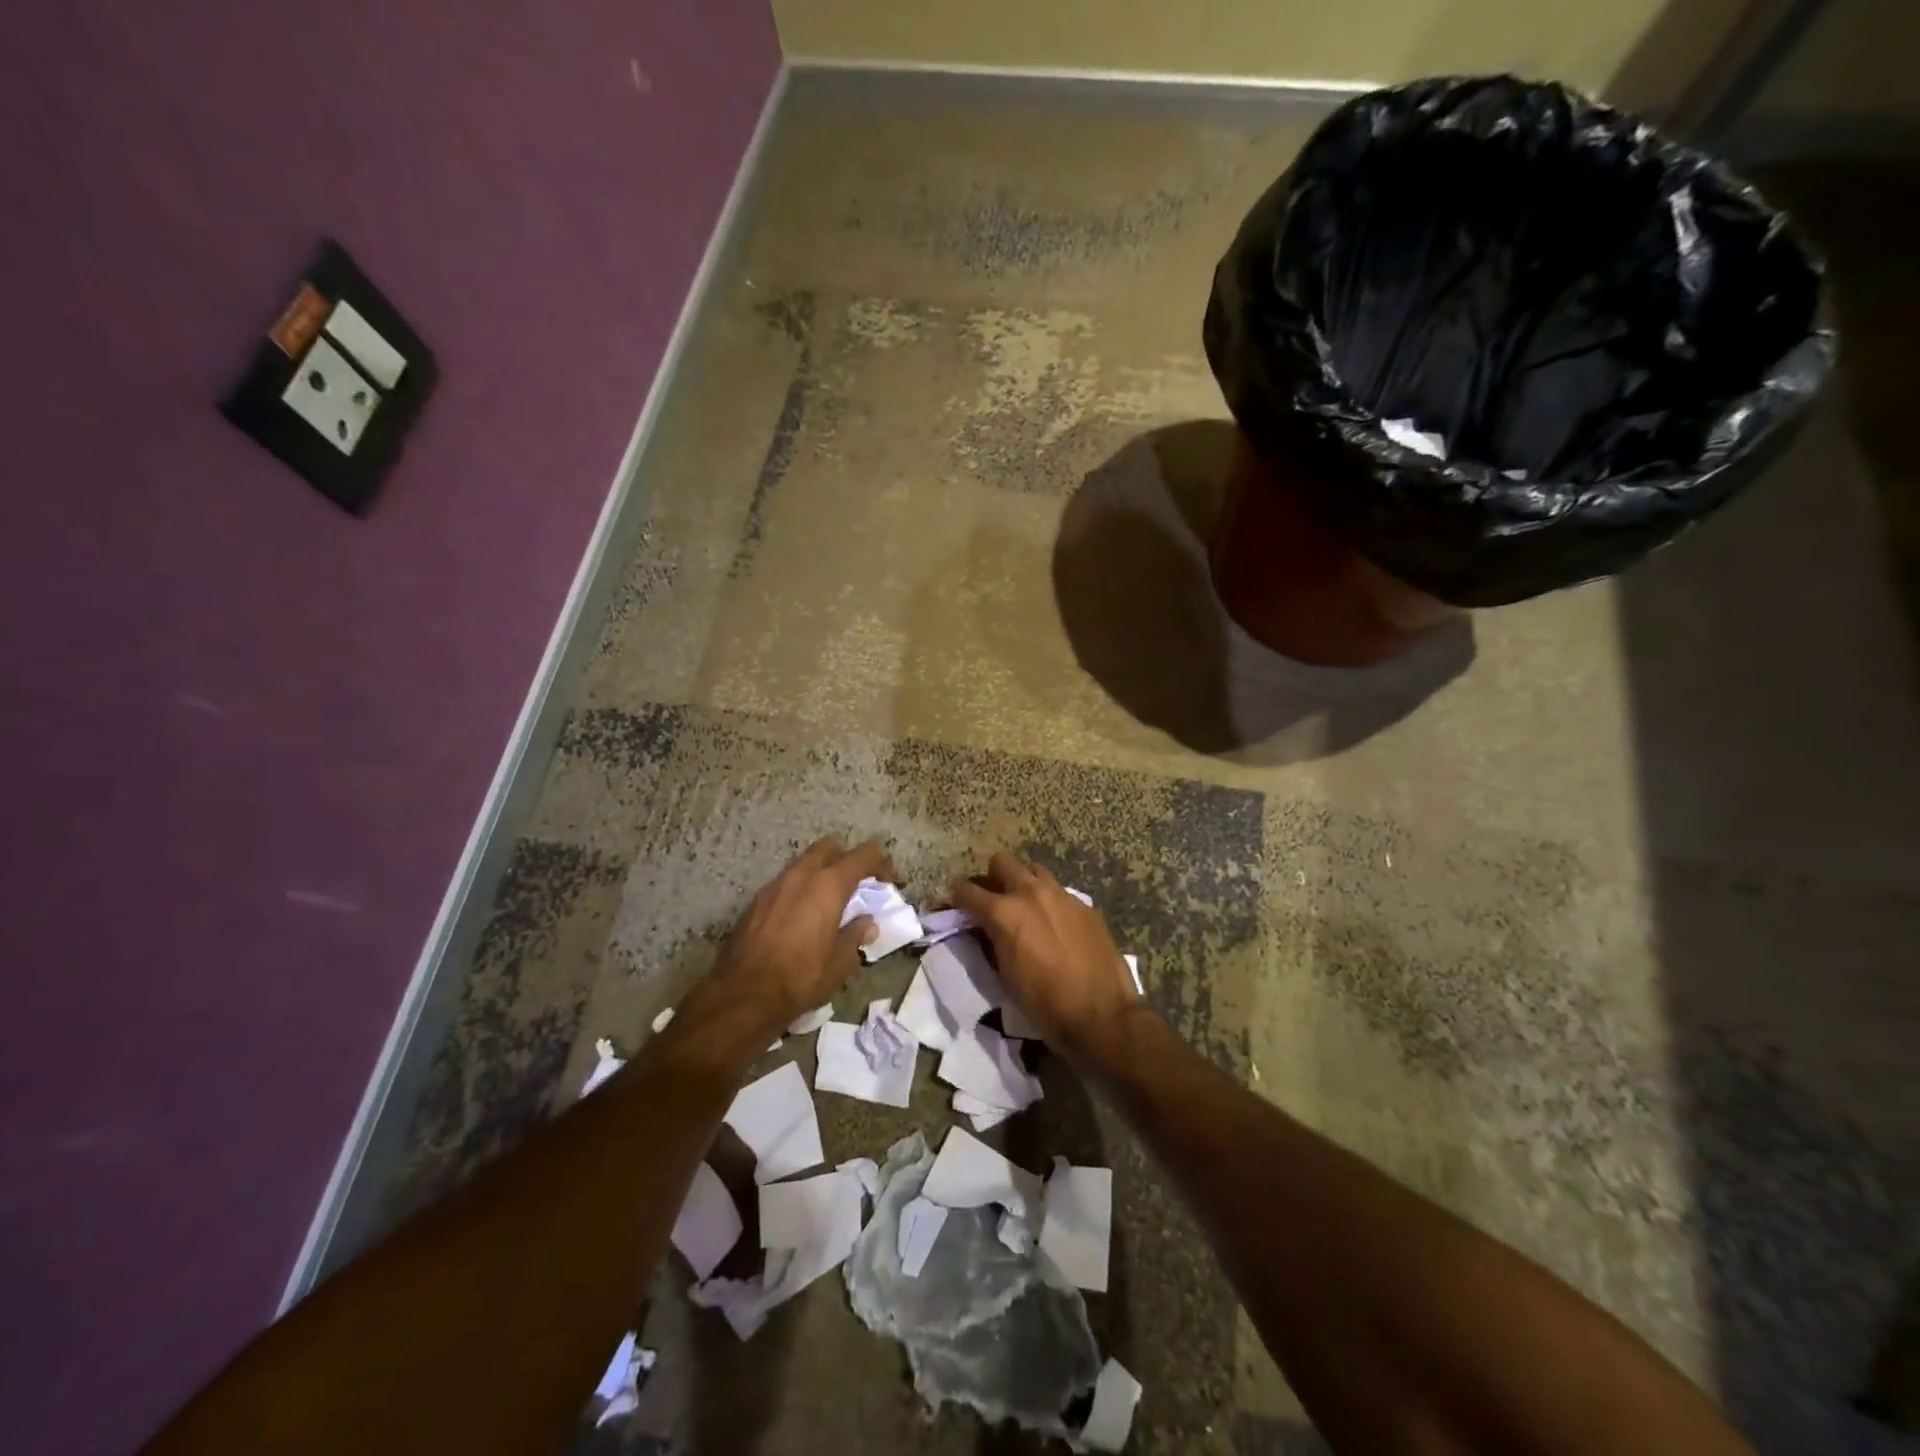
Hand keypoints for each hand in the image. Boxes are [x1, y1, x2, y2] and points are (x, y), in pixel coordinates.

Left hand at [705, 837, 893, 1035]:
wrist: (743, 994)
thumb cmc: (801, 976)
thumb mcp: (840, 962)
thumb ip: (856, 935)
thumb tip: (867, 923)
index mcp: (829, 884)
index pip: (863, 856)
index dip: (882, 864)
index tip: (892, 881)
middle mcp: (801, 875)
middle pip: (829, 847)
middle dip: (847, 858)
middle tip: (858, 883)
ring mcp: (775, 885)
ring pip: (804, 864)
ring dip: (821, 874)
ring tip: (829, 902)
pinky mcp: (756, 902)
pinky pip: (785, 883)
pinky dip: (800, 890)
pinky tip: (801, 917)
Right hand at [950, 852, 1143, 1064]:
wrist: (1101, 1015)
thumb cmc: (1044, 1004)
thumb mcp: (1004, 976)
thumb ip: (991, 942)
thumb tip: (985, 929)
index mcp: (1004, 913)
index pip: (966, 890)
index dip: (956, 896)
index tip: (954, 904)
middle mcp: (1030, 893)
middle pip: (1002, 862)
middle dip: (992, 877)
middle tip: (993, 899)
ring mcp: (1062, 895)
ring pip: (1034, 870)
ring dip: (1024, 882)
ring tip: (1026, 906)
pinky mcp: (1085, 905)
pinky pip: (1061, 892)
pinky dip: (1051, 902)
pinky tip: (1056, 925)